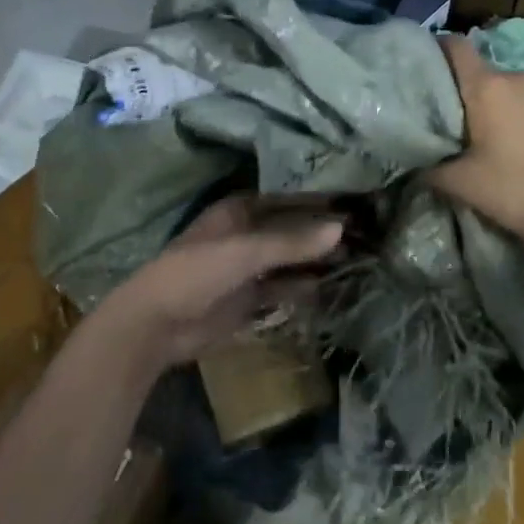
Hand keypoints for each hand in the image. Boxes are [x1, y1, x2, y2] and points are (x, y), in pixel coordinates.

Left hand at [102, 195, 342, 370]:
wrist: (157, 325)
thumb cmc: (197, 273)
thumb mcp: (245, 252)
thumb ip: (292, 241)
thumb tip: (341, 228)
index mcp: (240, 210)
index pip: (287, 198)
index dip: (318, 200)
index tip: (354, 200)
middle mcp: (247, 233)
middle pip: (292, 229)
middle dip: (322, 232)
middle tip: (366, 233)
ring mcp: (248, 267)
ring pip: (290, 259)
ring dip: (317, 260)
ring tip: (359, 258)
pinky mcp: (250, 298)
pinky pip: (284, 288)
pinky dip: (305, 287)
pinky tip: (332, 286)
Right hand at [428, 35, 523, 244]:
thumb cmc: (511, 191)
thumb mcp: (460, 183)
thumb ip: (430, 167)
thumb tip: (415, 165)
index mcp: (487, 87)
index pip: (457, 47)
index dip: (442, 50)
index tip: (434, 63)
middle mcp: (521, 77)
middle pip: (490, 75)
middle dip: (480, 94)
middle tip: (474, 126)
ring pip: (522, 89)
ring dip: (513, 105)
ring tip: (513, 137)